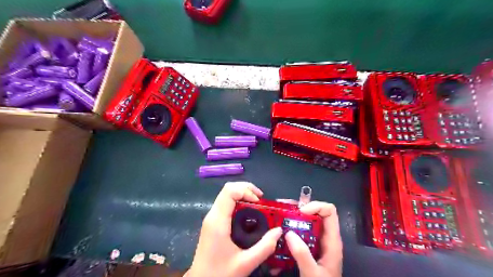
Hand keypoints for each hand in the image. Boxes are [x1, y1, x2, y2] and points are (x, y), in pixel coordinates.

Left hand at [187, 181, 282, 276]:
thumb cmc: (219, 274)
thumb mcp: (245, 264)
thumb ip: (264, 247)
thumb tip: (279, 231)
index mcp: (218, 221)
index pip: (229, 191)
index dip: (246, 190)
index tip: (259, 201)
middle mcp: (212, 215)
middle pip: (228, 189)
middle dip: (246, 189)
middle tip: (261, 199)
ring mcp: (211, 218)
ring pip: (226, 195)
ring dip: (243, 194)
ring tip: (258, 204)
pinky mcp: (213, 223)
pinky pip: (226, 204)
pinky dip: (238, 202)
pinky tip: (249, 213)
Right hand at [285, 202, 343, 276]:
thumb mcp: (312, 273)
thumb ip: (302, 254)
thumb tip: (288, 233)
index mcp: (332, 240)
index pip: (329, 211)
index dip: (315, 206)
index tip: (299, 213)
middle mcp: (325, 237)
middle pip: (316, 213)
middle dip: (299, 209)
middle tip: (282, 210)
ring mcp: (317, 241)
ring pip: (307, 222)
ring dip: (292, 217)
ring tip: (277, 216)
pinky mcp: (309, 247)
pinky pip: (300, 232)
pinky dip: (290, 229)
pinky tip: (279, 232)